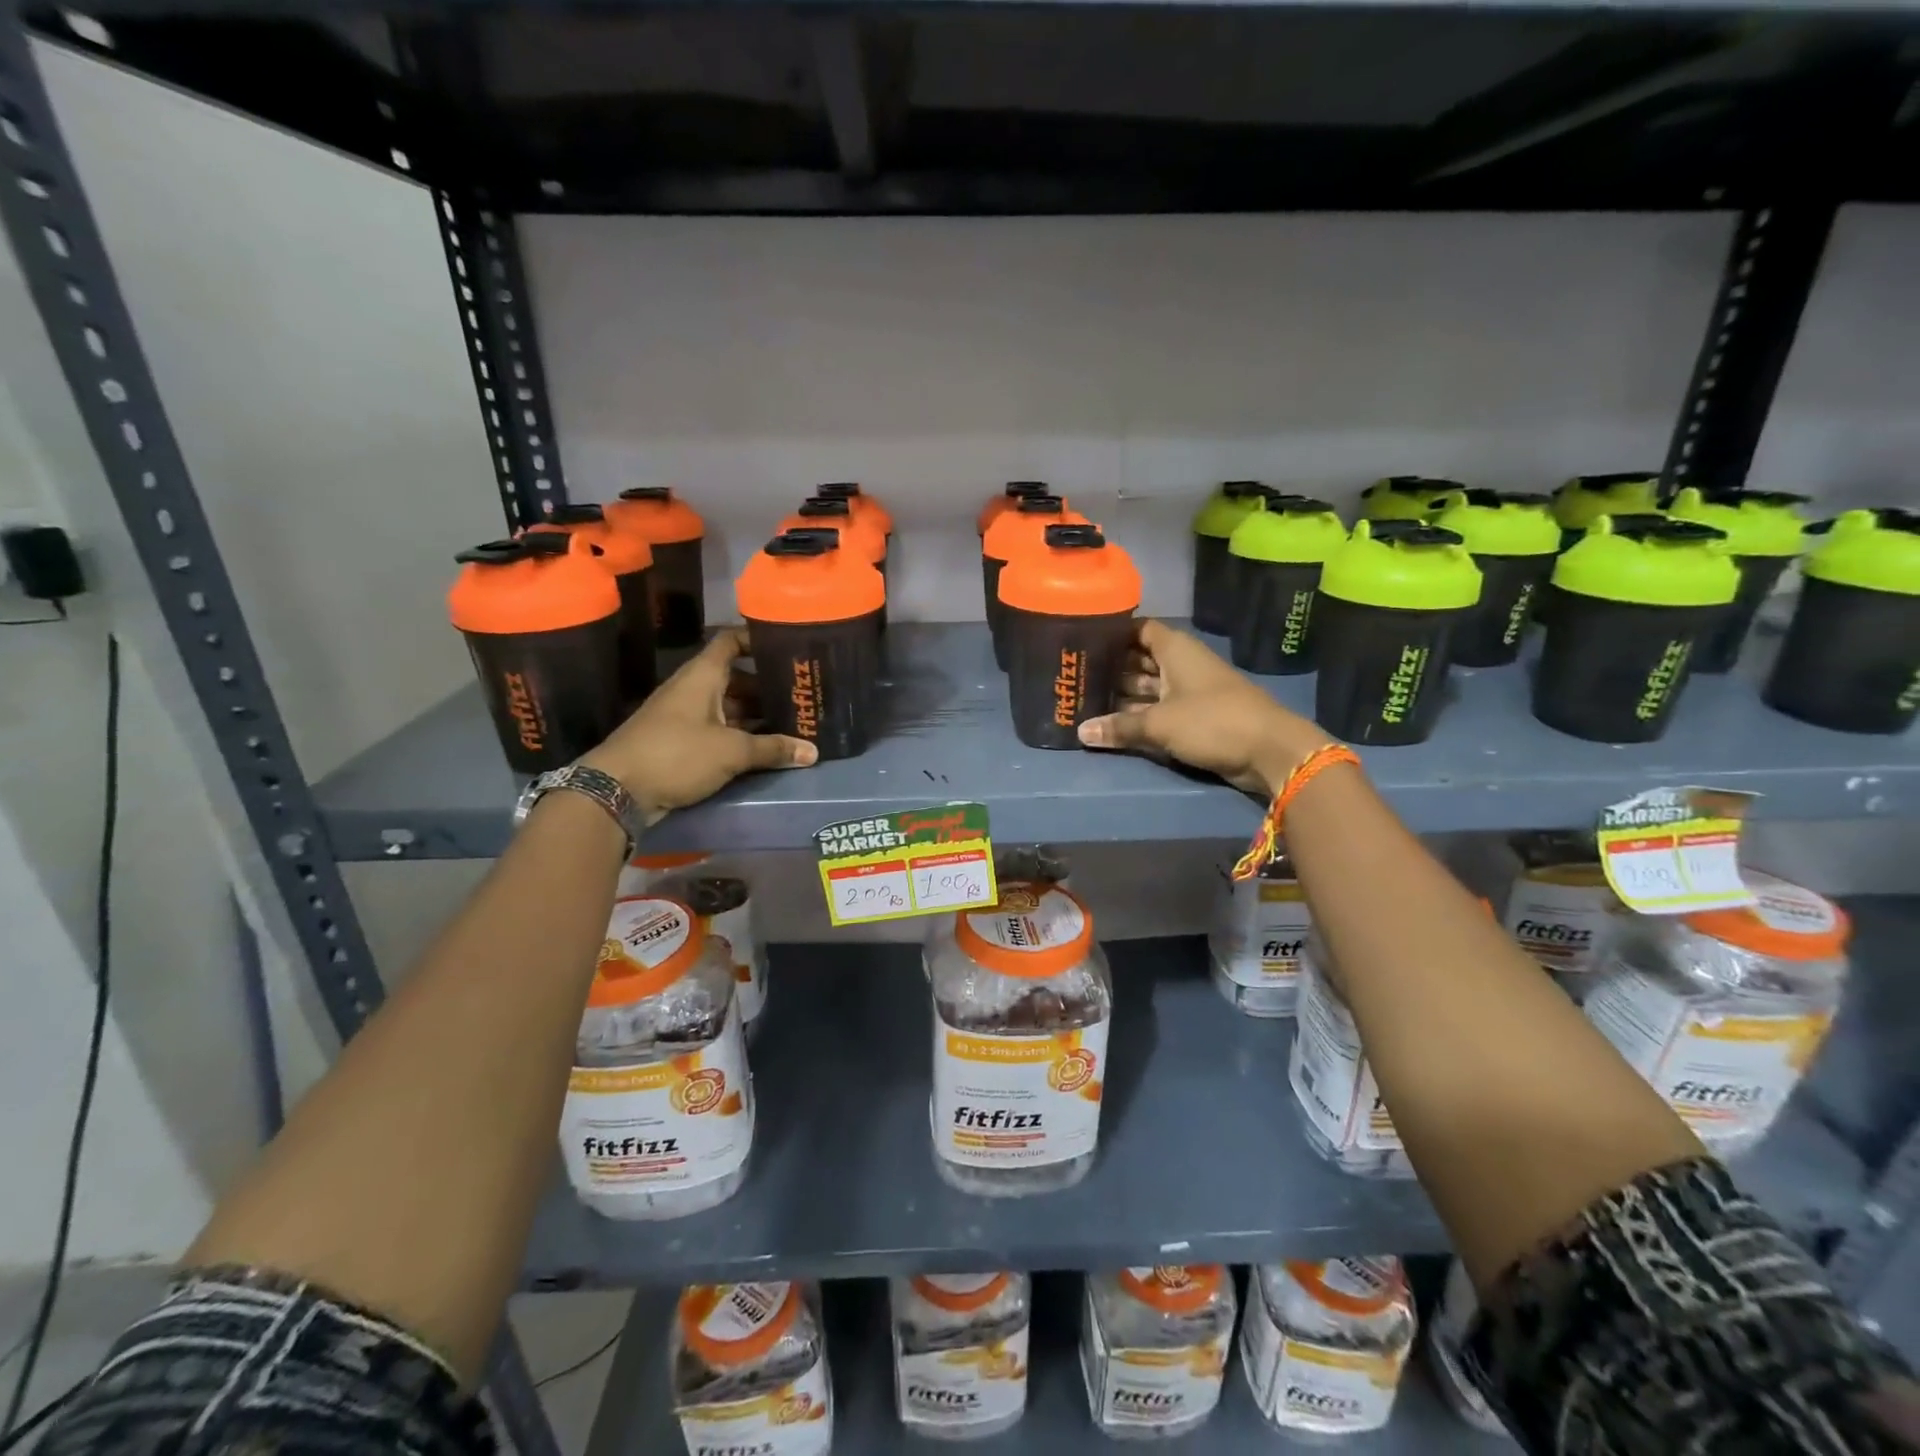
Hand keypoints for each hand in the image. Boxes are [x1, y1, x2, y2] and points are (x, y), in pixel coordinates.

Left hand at [583, 629, 815, 822]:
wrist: (616, 790)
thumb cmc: (676, 754)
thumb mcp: (731, 751)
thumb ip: (773, 749)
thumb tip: (813, 753)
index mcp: (702, 676)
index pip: (731, 641)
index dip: (757, 638)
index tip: (787, 646)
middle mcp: (694, 690)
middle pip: (736, 678)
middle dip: (767, 686)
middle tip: (801, 694)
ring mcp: (686, 717)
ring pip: (729, 707)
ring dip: (756, 715)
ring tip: (793, 722)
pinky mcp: (682, 743)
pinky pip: (720, 731)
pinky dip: (742, 735)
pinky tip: (766, 747)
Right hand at [1077, 620, 1329, 796]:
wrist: (1269, 750)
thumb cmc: (1212, 721)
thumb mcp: (1160, 723)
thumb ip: (1120, 727)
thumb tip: (1081, 731)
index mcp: (1176, 650)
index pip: (1139, 629)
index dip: (1113, 633)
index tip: (1083, 640)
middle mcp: (1182, 664)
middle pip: (1140, 660)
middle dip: (1111, 668)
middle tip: (1075, 676)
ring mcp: (1190, 691)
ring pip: (1149, 687)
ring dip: (1122, 695)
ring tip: (1085, 701)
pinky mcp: (1196, 717)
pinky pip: (1159, 710)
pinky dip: (1139, 715)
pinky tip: (1112, 724)